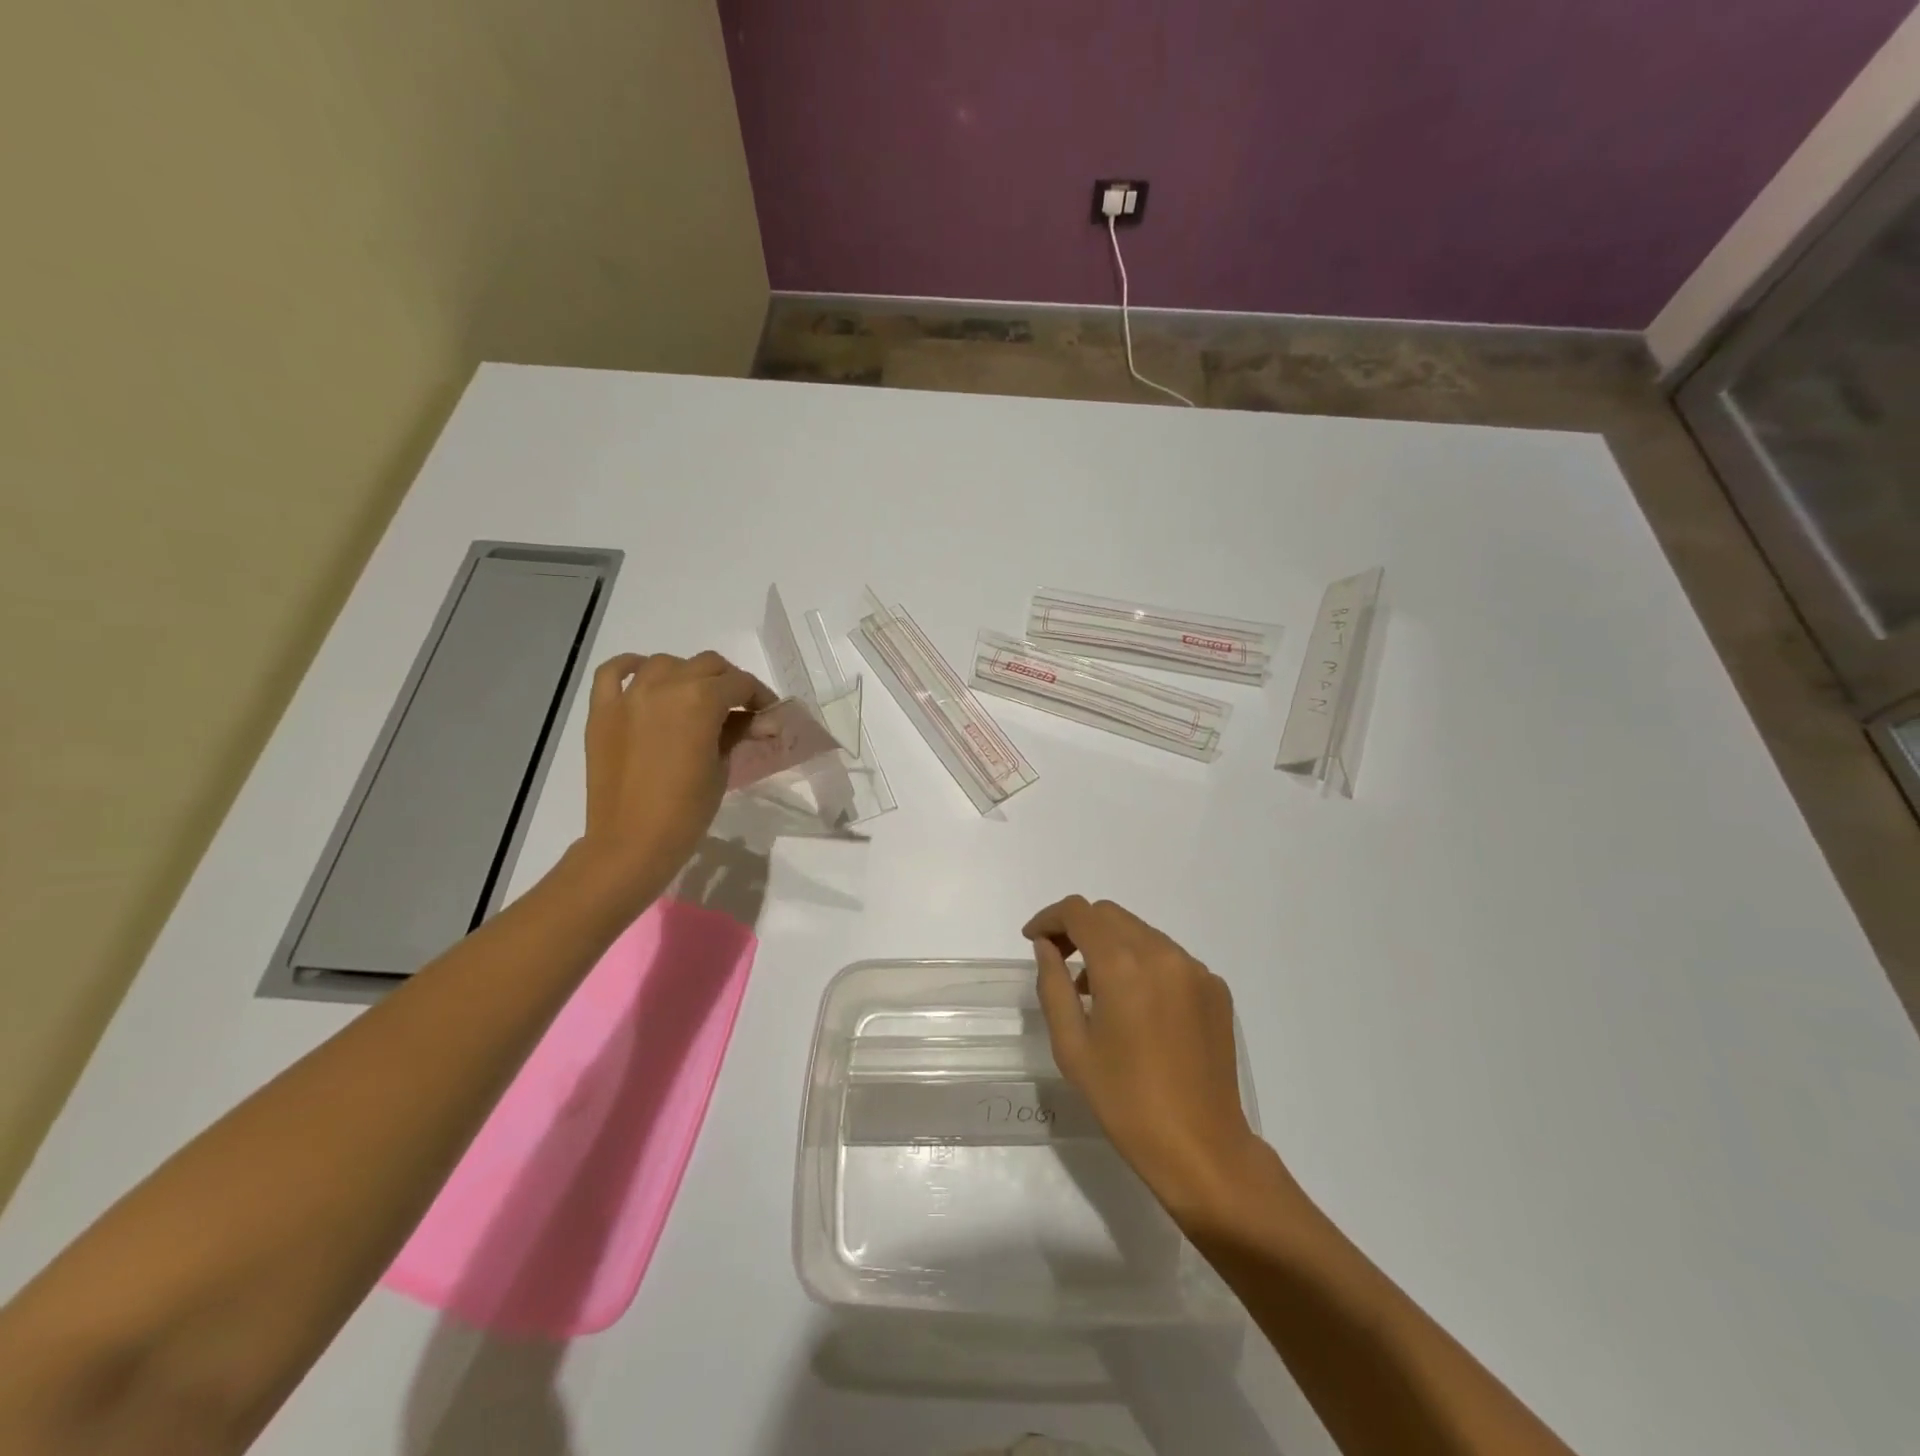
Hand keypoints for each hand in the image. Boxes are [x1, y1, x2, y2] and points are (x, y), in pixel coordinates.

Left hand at [579, 651, 774, 898]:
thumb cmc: (687, 810)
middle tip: (739, 708)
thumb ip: (738, 733)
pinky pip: (613, 672)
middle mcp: (664, 685)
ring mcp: (629, 695)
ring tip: (694, 699)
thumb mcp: (722, 768)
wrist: (631, 842)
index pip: (740, 683)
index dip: (760, 696)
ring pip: (665, 663)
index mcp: (700, 700)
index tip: (768, 714)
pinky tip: (645, 679)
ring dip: (687, 674)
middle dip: (728, 682)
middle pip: (707, 665)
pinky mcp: (602, 711)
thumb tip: (760, 720)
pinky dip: (631, 667)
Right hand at [1025, 896, 1269, 1220]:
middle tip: (1060, 960)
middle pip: (1111, 915)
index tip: (1034, 940)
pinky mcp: (1215, 988)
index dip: (1050, 918)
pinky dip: (1144, 965)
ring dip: (1112, 945)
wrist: (1201, 1147)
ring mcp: (1195, 969)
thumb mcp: (1072, 1046)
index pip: (1079, 913)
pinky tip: (1138, 1007)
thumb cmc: (1124, 1101)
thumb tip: (1047, 946)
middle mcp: (1163, 954)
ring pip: (1141, 933)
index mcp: (1123, 966)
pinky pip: (1169, 957)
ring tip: (1096, 989)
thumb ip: (1053, 985)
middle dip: (1079, 928)